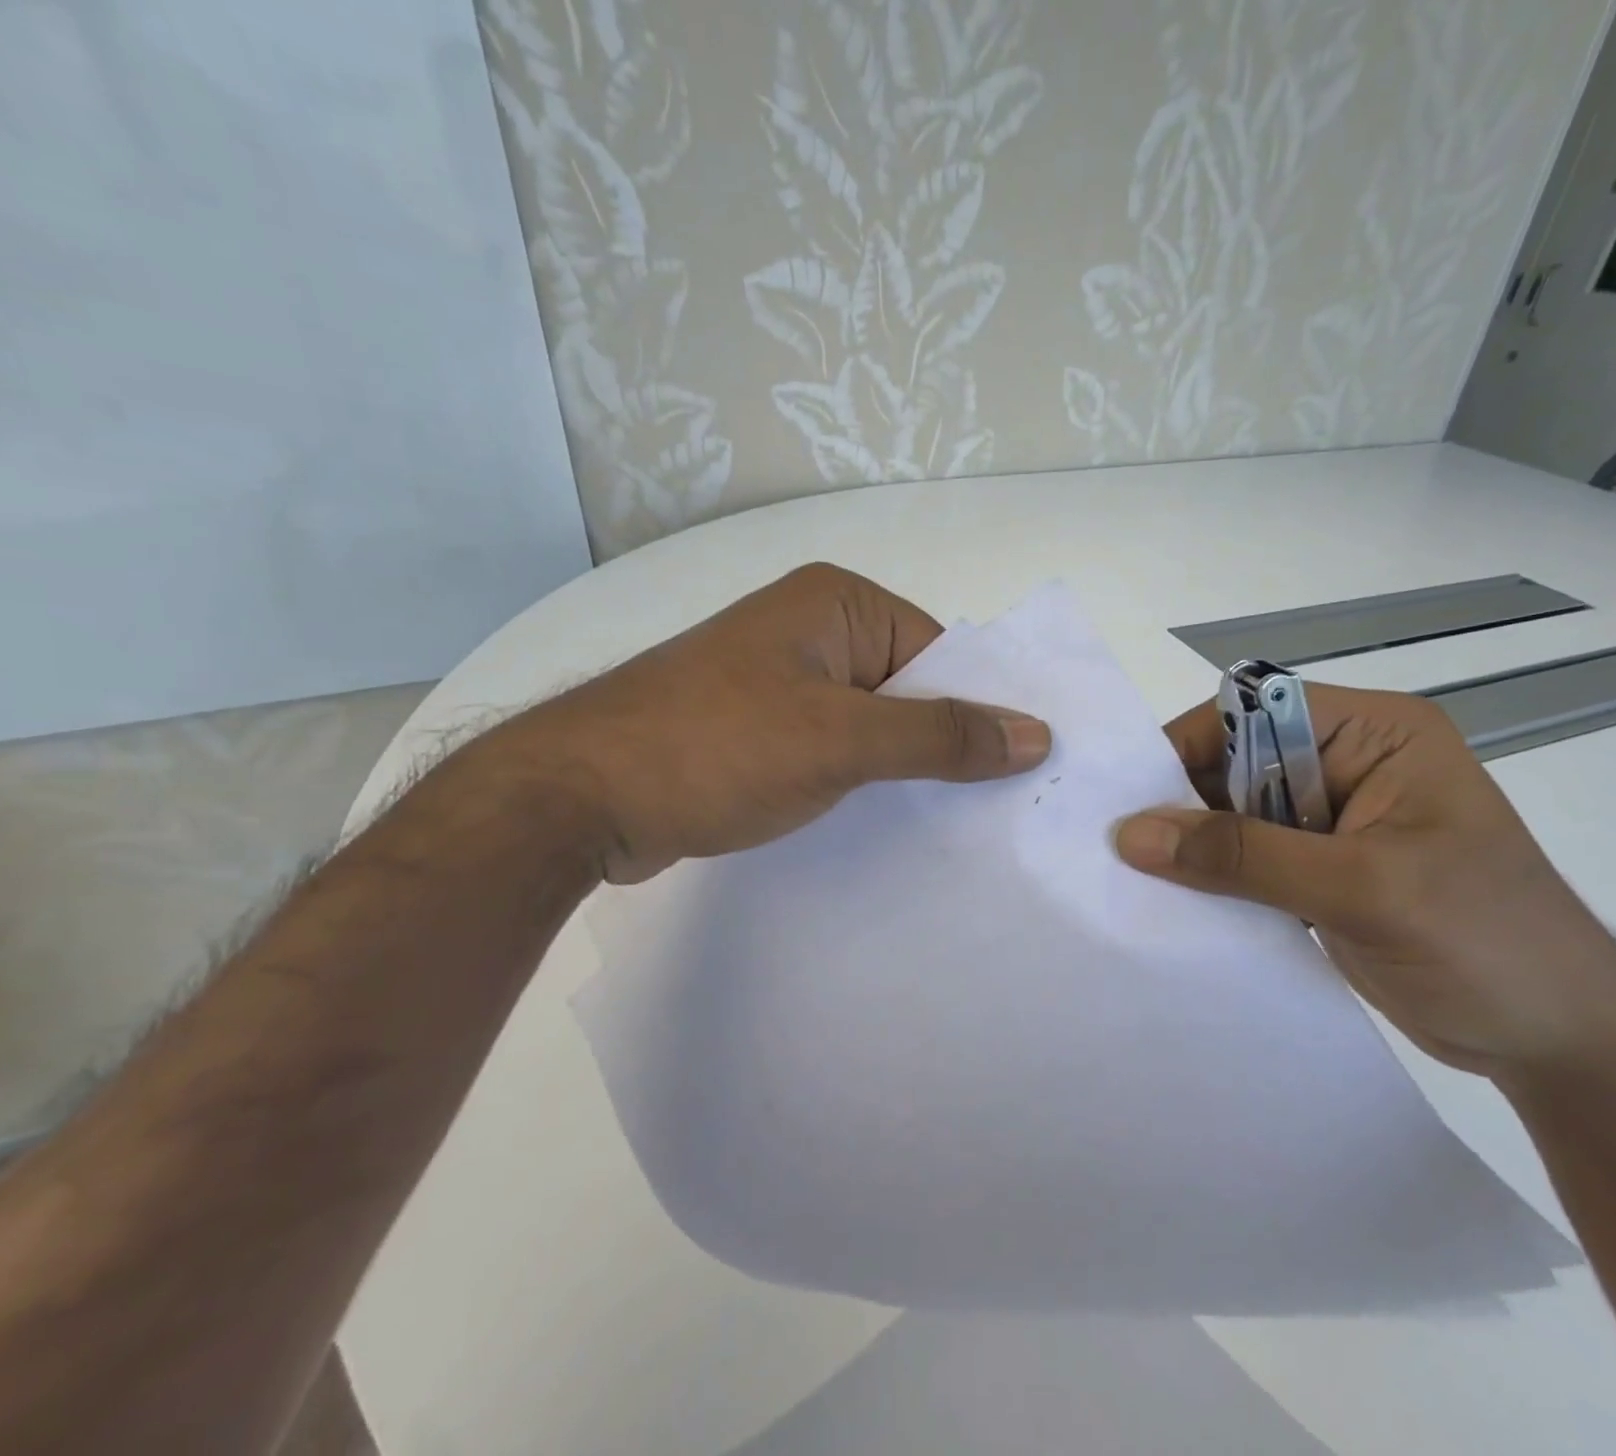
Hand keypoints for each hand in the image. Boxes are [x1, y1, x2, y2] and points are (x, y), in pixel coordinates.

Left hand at [485, 563, 1050, 882]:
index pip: (942, 653)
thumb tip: (1036, 734)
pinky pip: (837, 750)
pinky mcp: (762, 729)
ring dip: (906, 770)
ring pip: (875, 725)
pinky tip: (892, 825)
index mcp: (838, 604)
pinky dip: (865, 783)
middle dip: (947, 745)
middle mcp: (815, 631)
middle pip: (911, 689)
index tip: (1022, 770)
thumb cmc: (717, 747)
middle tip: (1002, 809)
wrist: (580, 797)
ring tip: (958, 826)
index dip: (982, 708)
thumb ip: (940, 736)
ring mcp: (785, 682)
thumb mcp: (841, 740)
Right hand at [1115, 684, 1615, 1078]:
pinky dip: (1214, 879)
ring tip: (1136, 878)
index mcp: (1374, 734)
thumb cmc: (1487, 943)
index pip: (1255, 712)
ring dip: (1194, 846)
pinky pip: (1248, 860)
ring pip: (1236, 814)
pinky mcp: (1322, 871)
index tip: (1131, 799)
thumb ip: (1242, 856)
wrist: (1564, 1045)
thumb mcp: (1360, 888)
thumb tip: (1131, 835)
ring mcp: (1334, 821)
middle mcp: (1349, 764)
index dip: (1191, 746)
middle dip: (1184, 803)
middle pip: (1238, 763)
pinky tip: (1178, 904)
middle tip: (1122, 847)